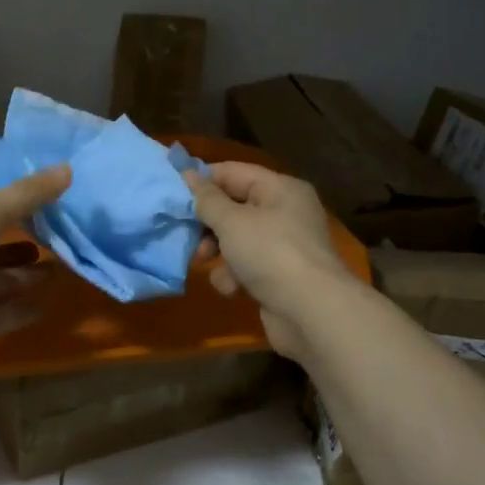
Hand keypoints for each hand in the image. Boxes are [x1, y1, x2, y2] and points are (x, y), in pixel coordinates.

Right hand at [186, 162, 354, 360]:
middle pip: (234, 207)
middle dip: (208, 222)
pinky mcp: (280, 276)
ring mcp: (284, 246)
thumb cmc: (270, 253)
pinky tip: (231, 288)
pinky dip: (234, 276)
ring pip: (237, 239)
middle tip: (186, 233)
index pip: (234, 172)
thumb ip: (206, 199)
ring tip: (205, 263)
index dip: (203, 180)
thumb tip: (188, 174)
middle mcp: (285, 212)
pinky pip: (247, 266)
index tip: (173, 193)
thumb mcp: (231, 221)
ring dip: (218, 252)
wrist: (311, 312)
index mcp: (280, 189)